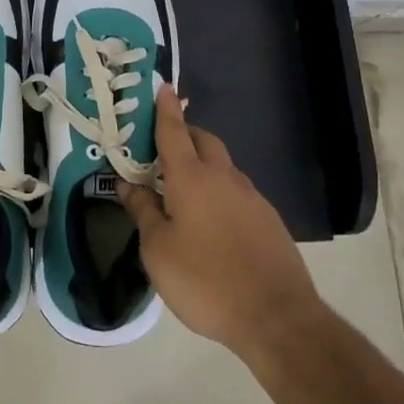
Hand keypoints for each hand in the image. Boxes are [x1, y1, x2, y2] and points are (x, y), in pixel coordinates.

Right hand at [120, 86, 324, 361]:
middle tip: (161, 147)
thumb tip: (126, 183)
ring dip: (202, 164)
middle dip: (184, 134)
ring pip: (223, 166)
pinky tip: (211, 220)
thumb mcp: (158, 249)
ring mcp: (251, 197)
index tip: (162, 86)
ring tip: (181, 189)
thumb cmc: (205, 280)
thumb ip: (142, 211)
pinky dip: (219, 191)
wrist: (277, 318)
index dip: (164, 108)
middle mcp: (224, 177)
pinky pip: (237, 191)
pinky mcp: (269, 220)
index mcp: (191, 177)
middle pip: (203, 140)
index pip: (173, 131)